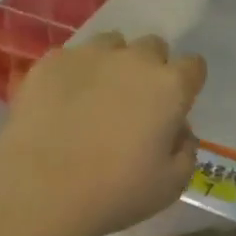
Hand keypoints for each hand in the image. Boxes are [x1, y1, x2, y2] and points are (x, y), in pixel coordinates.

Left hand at [0, 32, 206, 235]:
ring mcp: (89, 55)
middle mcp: (134, 60)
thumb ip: (186, 151)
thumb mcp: (171, 185)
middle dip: (151, 69)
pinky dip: (74, 74)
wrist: (41, 190)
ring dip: (113, 63)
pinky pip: (72, 57)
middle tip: (136, 103)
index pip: (194, 66)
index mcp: (170, 86)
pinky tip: (62, 103)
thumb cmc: (116, 192)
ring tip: (98, 96)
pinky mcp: (50, 62)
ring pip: (112, 44)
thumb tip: (179, 132)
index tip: (175, 107)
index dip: (187, 84)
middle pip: (153, 47)